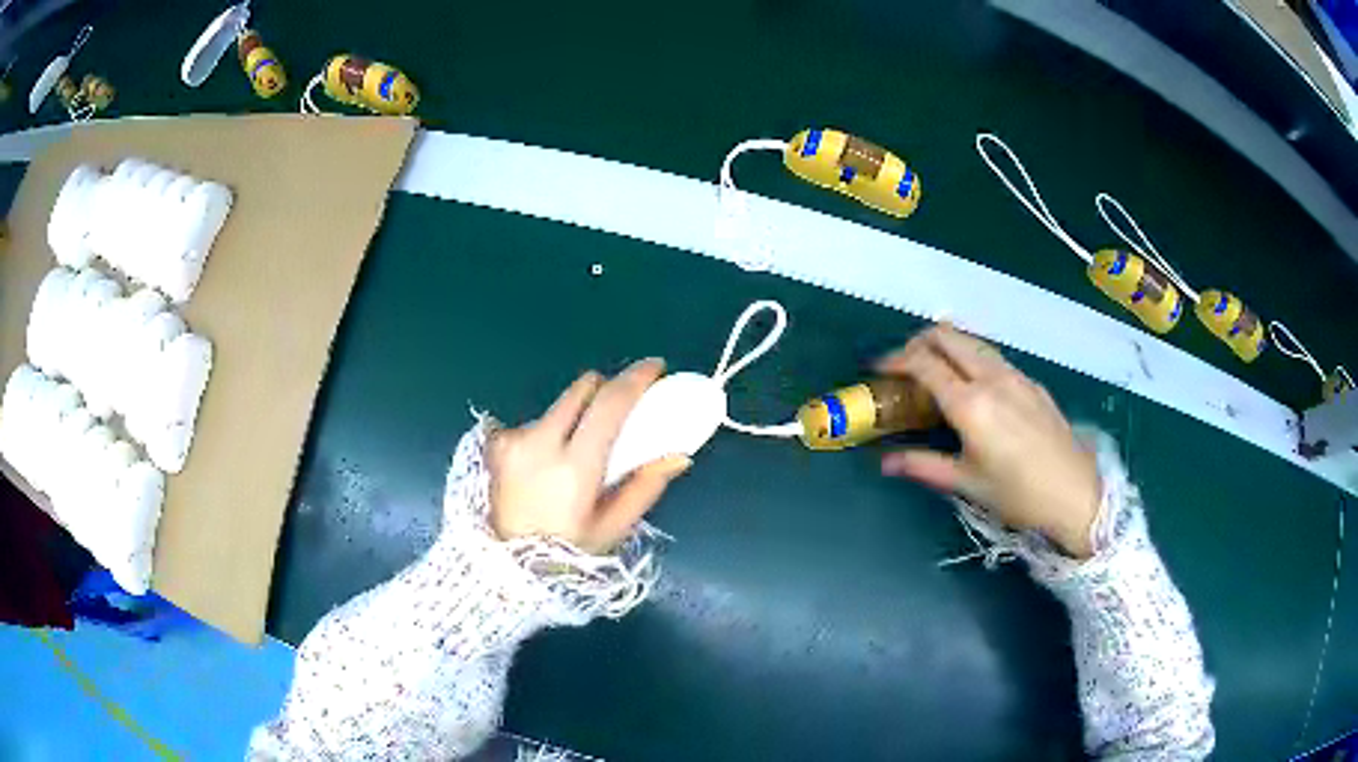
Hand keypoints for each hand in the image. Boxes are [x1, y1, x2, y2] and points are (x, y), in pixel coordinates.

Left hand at [488, 358, 689, 553]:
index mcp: (574, 467)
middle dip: (606, 389)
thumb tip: (678, 454)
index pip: (609, 404)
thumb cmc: (566, 553)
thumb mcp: (612, 528)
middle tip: (621, 409)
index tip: (655, 367)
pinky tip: (549, 463)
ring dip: (577, 414)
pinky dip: (551, 432)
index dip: (636, 379)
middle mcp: (539, 442)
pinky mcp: (496, 444)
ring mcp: (513, 440)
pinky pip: (535, 422)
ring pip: (558, 406)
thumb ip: (645, 487)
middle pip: (582, 388)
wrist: (505, 569)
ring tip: (581, 450)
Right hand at [876, 325, 1100, 558]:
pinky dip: (970, 357)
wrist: (1075, 492)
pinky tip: (972, 386)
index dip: (895, 360)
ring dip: (947, 345)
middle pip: (948, 335)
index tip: (878, 369)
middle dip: (918, 341)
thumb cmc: (1017, 494)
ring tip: (934, 371)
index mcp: (970, 404)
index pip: (924, 363)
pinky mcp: (1031, 382)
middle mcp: (991, 378)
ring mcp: (1015, 375)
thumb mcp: (966, 483)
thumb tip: (885, 463)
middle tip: (903, 365)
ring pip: (972, 341)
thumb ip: (923, 465)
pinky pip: (992, 356)